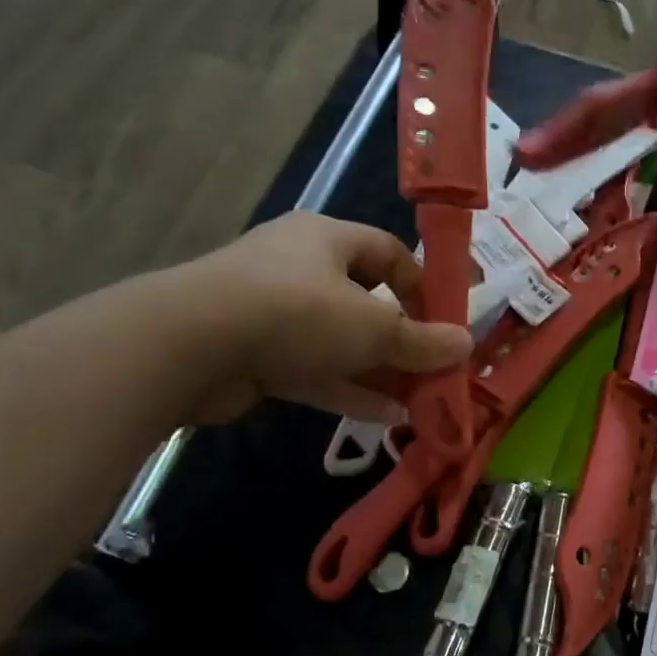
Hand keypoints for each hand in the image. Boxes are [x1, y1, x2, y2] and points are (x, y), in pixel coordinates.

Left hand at [166, 214, 471, 424]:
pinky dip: (349, 389)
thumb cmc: (298, 312)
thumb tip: (465, 345)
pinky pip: (315, 369)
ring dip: (380, 370)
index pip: (389, 252)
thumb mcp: (373, 327)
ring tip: (419, 400)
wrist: (191, 345)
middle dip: (402, 339)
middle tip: (433, 368)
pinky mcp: (256, 354)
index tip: (445, 321)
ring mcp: (274, 313)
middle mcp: (300, 269)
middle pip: (366, 301)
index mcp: (327, 240)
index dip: (422, 284)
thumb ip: (421, 340)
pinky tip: (387, 415)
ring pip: (340, 341)